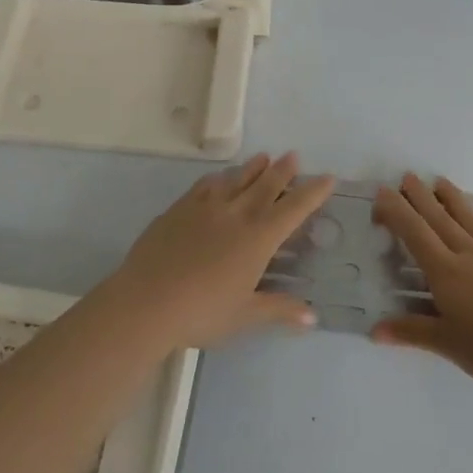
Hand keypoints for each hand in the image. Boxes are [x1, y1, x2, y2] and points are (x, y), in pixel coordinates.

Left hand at [105, 153, 334, 349]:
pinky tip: (219, 178)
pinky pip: (205, 186)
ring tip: (263, 157)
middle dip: (283, 170)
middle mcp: (236, 214)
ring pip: (236, 180)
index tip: (327, 178)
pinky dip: (219, 178)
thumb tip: (312, 316)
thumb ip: (279, 309)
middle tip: (294, 156)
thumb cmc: (202, 312)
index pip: (294, 209)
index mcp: (258, 238)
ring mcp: (205, 208)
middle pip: (265, 185)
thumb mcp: (245, 315)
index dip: (313, 192)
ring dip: (253, 168)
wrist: (146, 302)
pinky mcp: (179, 209)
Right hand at [371, 173, 472, 388]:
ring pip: (469, 217)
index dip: (397, 211)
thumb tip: (374, 331)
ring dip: (452, 197)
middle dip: (420, 196)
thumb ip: (411, 332)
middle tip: (407, 177)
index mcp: (445, 272)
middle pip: (439, 218)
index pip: (414, 233)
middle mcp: (468, 253)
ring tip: (439, 181)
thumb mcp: (448, 344)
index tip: (383, 193)